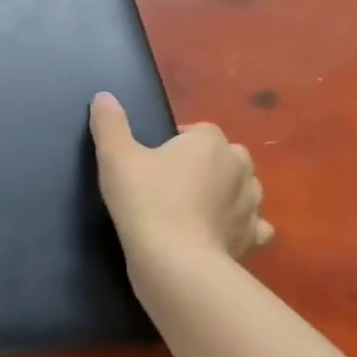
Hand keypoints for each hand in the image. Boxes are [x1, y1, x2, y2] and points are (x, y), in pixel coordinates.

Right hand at [90, 93, 272, 263]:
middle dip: (205, 163)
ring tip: (191, 206)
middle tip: (169, 180)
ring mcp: (251, 204)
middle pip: (225, 155)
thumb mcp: (115, 156)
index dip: (175, 141)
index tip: (151, 158)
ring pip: (243, 188)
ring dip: (224, 192)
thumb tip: (103, 97)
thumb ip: (109, 124)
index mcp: (210, 143)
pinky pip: (253, 225)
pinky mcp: (252, 237)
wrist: (174, 260)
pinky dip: (240, 225)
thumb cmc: (145, 199)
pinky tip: (218, 231)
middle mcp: (239, 167)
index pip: (198, 130)